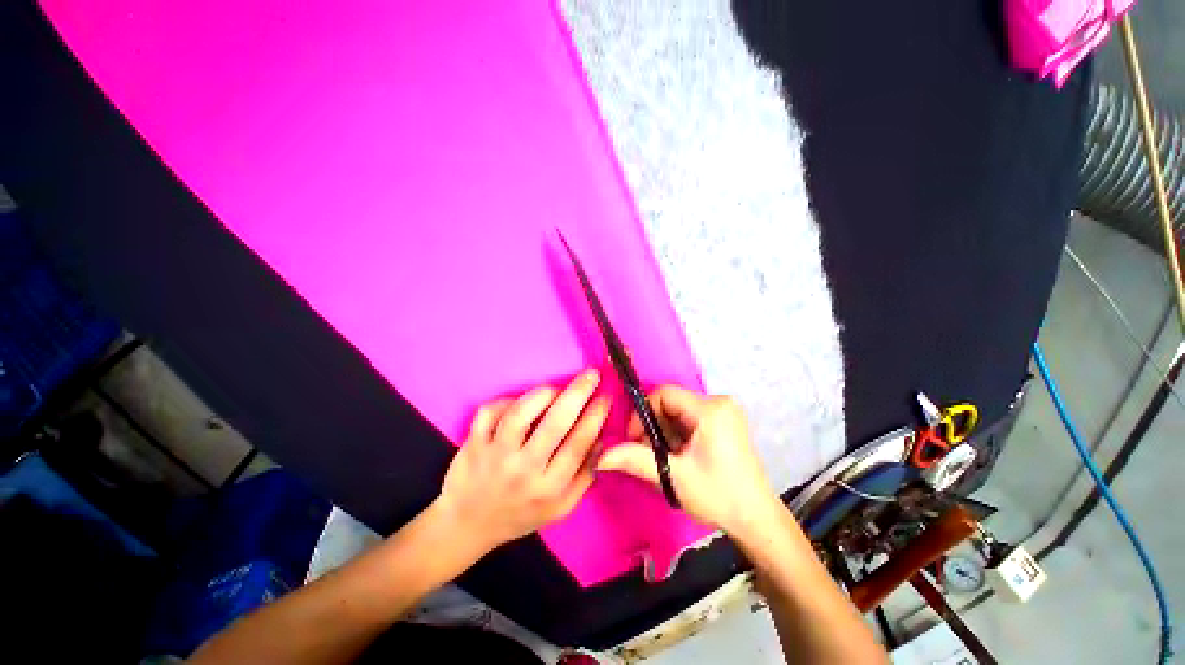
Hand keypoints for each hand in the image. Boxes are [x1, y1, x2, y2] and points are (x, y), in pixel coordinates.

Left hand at [435, 370, 609, 552]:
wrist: (468, 525)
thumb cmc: (520, 514)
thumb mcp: (561, 507)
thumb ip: (585, 476)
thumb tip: (603, 439)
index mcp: (549, 488)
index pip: (578, 444)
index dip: (595, 416)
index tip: (606, 395)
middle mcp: (523, 471)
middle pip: (555, 424)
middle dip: (578, 393)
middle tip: (591, 374)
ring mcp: (494, 456)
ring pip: (520, 414)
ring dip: (543, 394)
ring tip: (555, 388)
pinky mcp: (473, 444)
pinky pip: (490, 412)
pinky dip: (506, 400)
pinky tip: (519, 402)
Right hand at [597, 386, 779, 534]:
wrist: (757, 521)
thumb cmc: (718, 497)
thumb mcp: (673, 476)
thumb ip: (636, 459)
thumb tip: (600, 456)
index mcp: (711, 409)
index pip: (664, 394)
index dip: (643, 413)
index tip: (635, 439)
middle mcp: (720, 402)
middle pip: (671, 402)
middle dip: (654, 425)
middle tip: (648, 453)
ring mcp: (725, 411)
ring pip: (679, 411)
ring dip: (665, 431)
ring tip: (665, 458)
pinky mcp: (725, 422)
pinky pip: (690, 418)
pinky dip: (678, 433)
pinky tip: (679, 455)